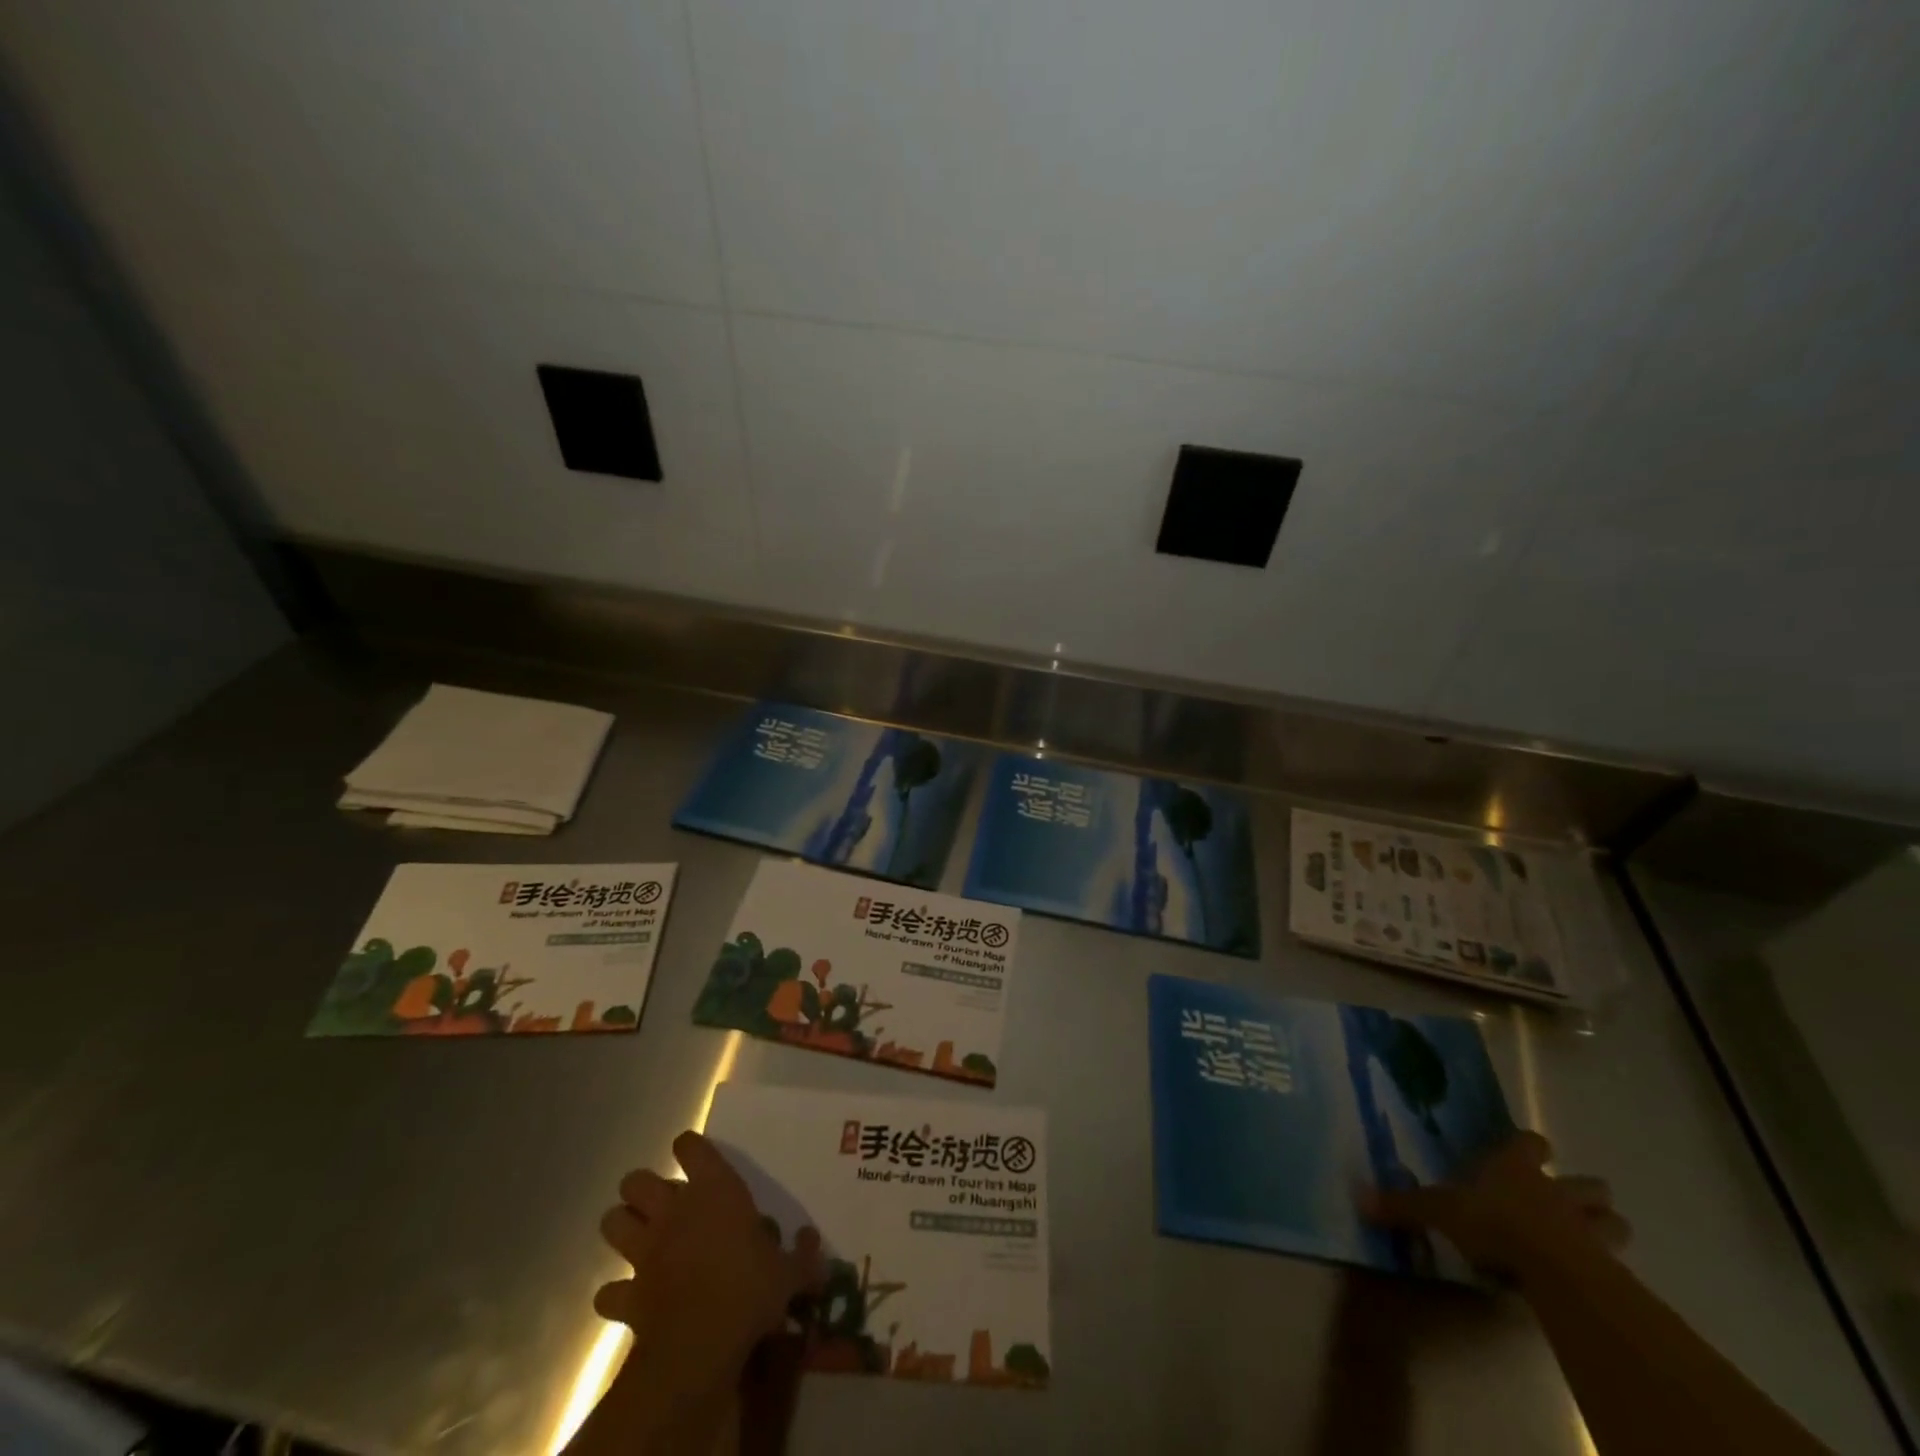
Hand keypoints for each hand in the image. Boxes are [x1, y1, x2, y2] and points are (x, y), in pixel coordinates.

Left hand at [594, 1131, 822, 1398]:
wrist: (701, 1344)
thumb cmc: (750, 1289)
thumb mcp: (789, 1271)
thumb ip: (802, 1255)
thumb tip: (813, 1244)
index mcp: (713, 1191)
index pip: (690, 1147)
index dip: (690, 1149)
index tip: (696, 1157)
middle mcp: (673, 1211)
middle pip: (636, 1180)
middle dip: (642, 1189)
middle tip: (662, 1204)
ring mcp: (644, 1252)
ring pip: (611, 1223)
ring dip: (622, 1229)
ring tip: (639, 1240)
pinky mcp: (627, 1295)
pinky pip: (607, 1292)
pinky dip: (615, 1294)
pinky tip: (629, 1299)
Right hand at [1360, 1130, 1630, 1280]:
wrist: (1551, 1268)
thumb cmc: (1493, 1223)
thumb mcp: (1438, 1211)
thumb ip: (1403, 1205)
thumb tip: (1357, 1196)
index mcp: (1515, 1168)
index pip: (1531, 1143)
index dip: (1530, 1146)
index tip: (1528, 1151)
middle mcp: (1555, 1190)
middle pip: (1588, 1184)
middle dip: (1584, 1191)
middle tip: (1568, 1200)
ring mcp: (1588, 1229)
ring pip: (1613, 1221)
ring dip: (1605, 1227)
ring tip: (1590, 1239)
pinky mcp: (1608, 1268)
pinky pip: (1616, 1264)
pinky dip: (1608, 1267)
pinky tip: (1594, 1278)